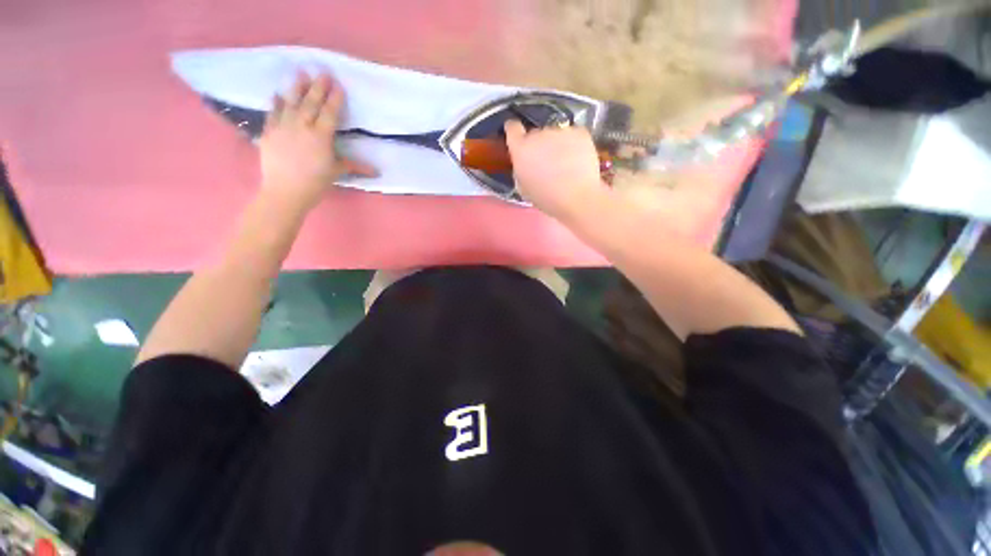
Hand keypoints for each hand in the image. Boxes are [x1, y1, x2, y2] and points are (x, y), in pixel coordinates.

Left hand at [258, 72, 376, 210]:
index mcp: (321, 136)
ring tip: (300, 73)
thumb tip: (376, 172)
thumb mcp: (336, 172)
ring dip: (297, 87)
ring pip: (291, 102)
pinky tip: (277, 93)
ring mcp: (283, 127)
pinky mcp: (269, 132)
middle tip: (322, 72)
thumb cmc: (315, 183)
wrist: (285, 192)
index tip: (338, 85)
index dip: (335, 99)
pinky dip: (275, 103)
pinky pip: (272, 113)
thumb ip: (353, 166)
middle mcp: (302, 126)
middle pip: (311, 103)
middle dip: (318, 87)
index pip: (330, 113)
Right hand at [503, 120, 609, 221]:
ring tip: (565, 164)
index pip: (512, 128)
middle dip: (539, 145)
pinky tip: (577, 161)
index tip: (518, 137)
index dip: (514, 131)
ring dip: (557, 145)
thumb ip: (522, 168)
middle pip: (536, 134)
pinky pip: (573, 135)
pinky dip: (574, 145)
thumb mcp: (524, 187)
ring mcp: (560, 131)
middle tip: (547, 163)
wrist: (577, 199)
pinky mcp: (579, 132)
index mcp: (521, 149)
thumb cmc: (547, 198)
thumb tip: (526, 162)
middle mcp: (538, 134)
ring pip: (555, 135)